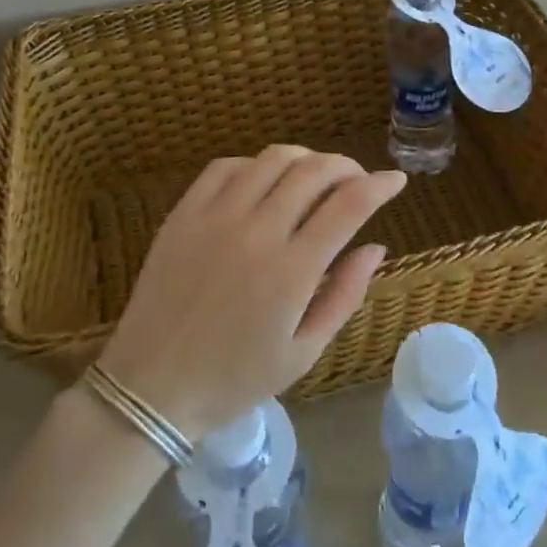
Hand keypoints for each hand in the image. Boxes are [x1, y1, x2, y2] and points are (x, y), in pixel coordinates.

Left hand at [94, 146, 406, 439]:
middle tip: (358, 180)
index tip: (396, 181)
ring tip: (316, 175)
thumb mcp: (304, 352)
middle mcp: (257, 232)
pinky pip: (225, 167)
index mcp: (292, 270)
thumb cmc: (235, 379)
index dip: (380, 185)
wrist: (150, 389)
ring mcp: (215, 218)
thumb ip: (345, 295)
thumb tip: (376, 247)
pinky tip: (264, 181)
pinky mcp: (183, 215)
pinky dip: (255, 164)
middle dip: (347, 166)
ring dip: (306, 158)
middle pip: (315, 171)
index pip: (350, 205)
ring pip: (272, 159)